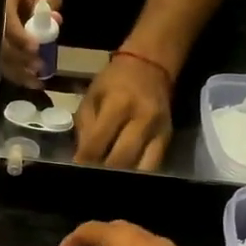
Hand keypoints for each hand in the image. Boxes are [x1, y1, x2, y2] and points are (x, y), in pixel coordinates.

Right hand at [1, 0, 62, 87]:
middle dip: (19, 59)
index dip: (19, 36)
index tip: (35, 48)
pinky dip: (16, 74)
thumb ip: (50, 2)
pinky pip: (1, 63)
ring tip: (37, 82)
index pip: (6, 21)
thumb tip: (55, 20)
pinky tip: (31, 82)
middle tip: (39, 67)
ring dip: (17, 72)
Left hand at [73, 54, 172, 168]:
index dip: (85, 160)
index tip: (76, 171)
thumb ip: (86, 128)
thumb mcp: (92, 97)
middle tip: (90, 179)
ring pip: (141, 168)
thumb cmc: (114, 81)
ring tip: (108, 180)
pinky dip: (138, 174)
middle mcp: (143, 119)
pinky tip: (125, 176)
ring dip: (122, 177)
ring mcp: (159, 131)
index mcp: (119, 104)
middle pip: (121, 159)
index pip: (99, 142)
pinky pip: (154, 165)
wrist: (151, 66)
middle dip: (103, 173)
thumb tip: (81, 159)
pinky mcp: (168, 139)